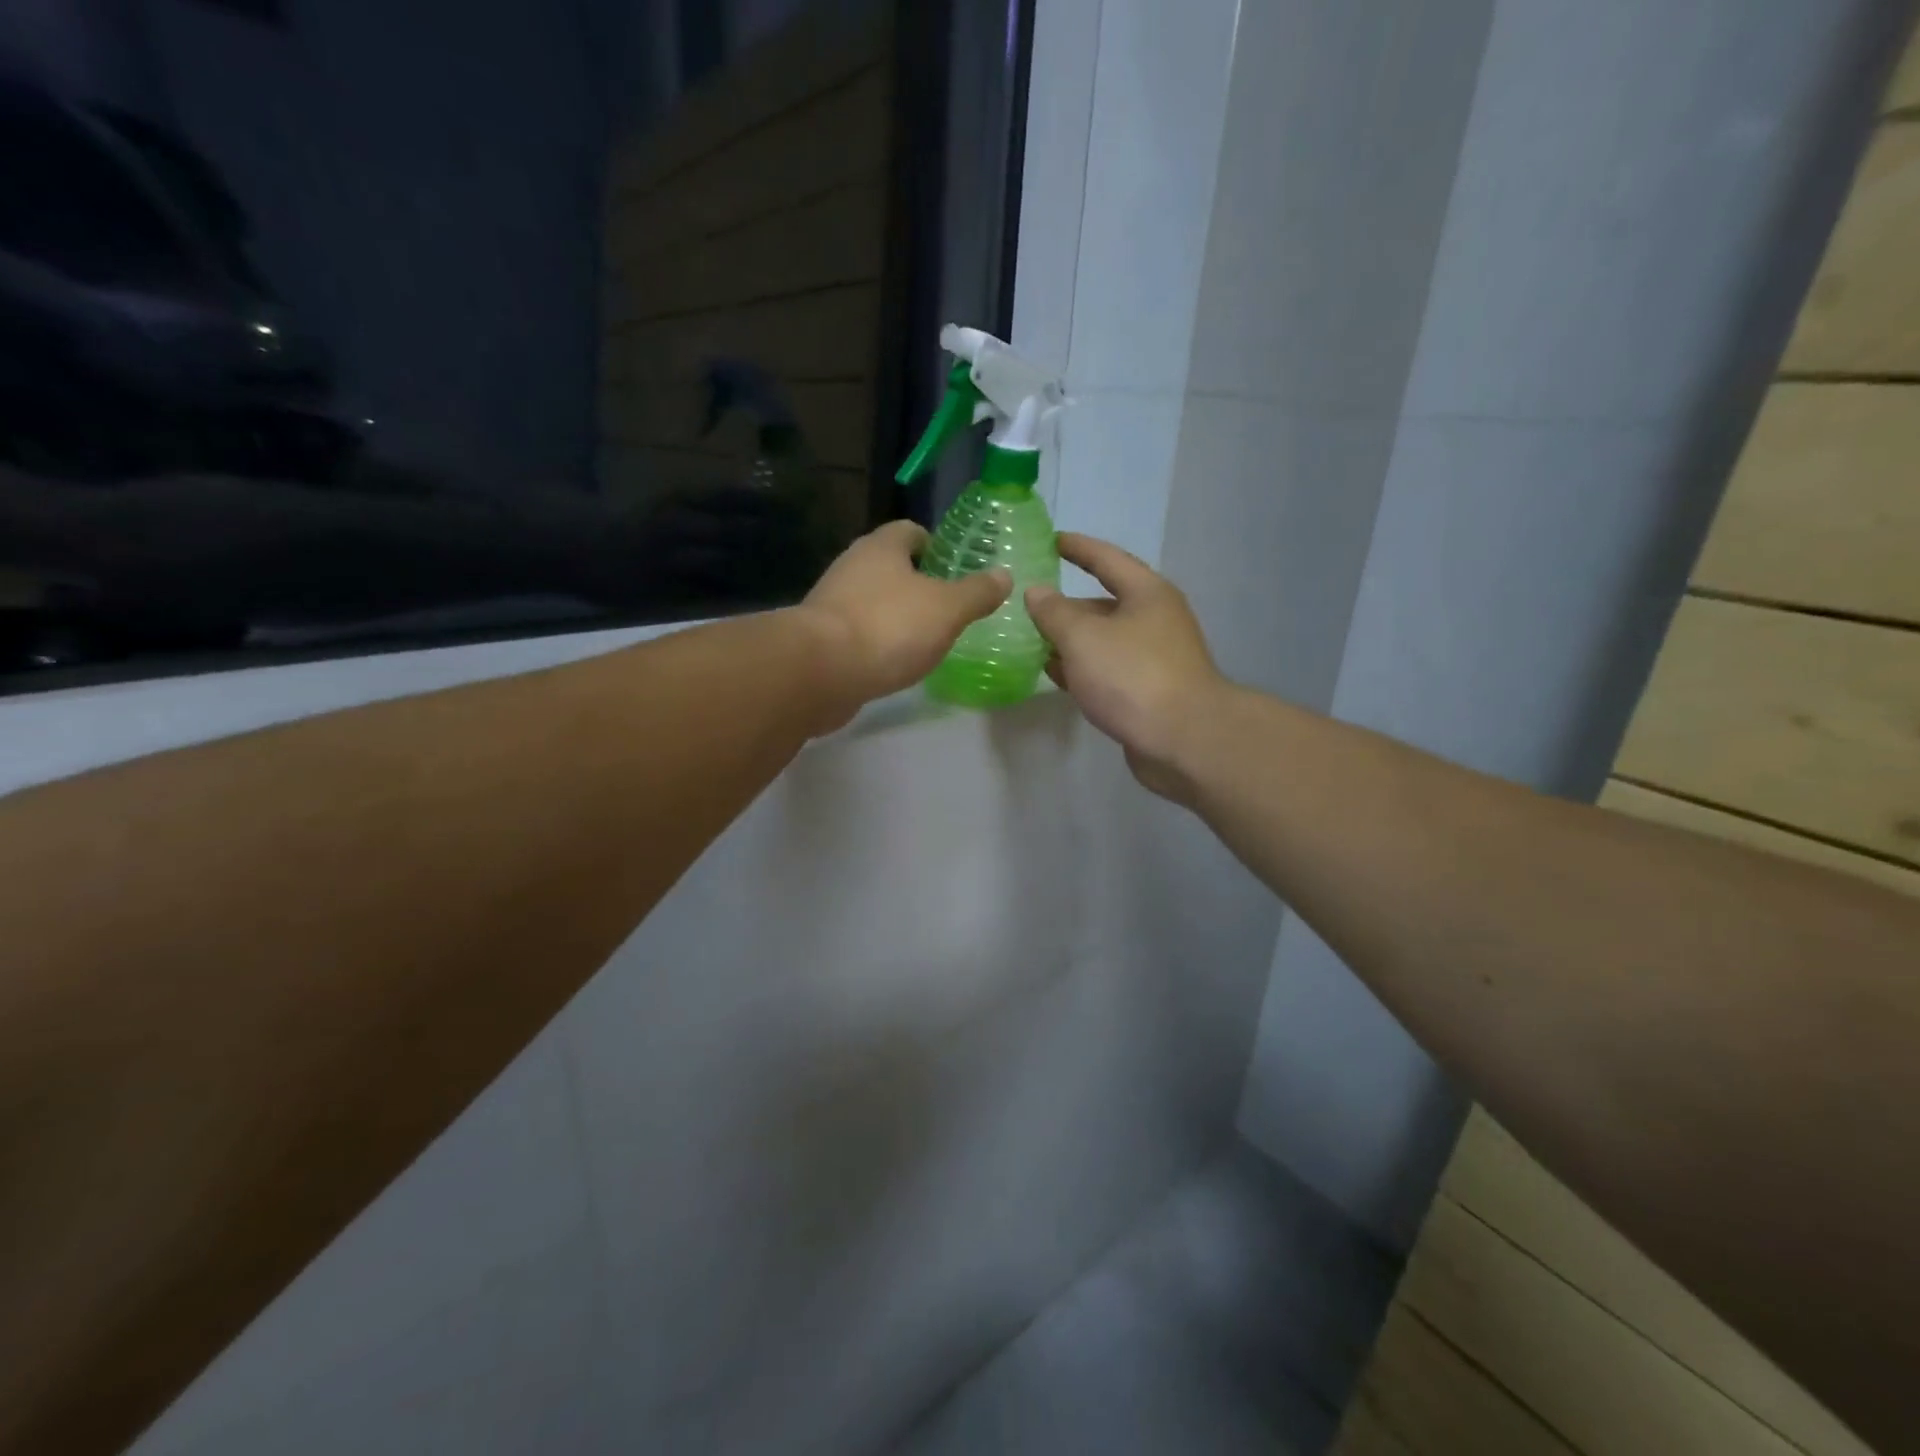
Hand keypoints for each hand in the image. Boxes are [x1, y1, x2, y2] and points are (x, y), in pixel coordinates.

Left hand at [796, 519, 1010, 724]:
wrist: (820, 672)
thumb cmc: (889, 627)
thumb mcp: (947, 609)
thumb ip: (977, 592)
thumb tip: (1003, 575)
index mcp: (881, 547)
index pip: (910, 531)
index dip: (935, 545)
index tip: (955, 569)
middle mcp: (852, 566)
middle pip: (890, 566)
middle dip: (917, 583)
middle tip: (948, 607)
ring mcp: (832, 603)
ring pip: (873, 600)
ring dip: (896, 615)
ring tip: (926, 638)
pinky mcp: (821, 639)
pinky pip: (858, 633)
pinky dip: (877, 643)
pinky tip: (894, 662)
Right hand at [1025, 533, 1228, 797]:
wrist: (1183, 740)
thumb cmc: (1133, 676)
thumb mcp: (1083, 638)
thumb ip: (1054, 612)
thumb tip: (1036, 592)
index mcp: (1147, 594)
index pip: (1107, 559)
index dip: (1078, 548)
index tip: (1051, 540)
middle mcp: (1154, 620)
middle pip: (1104, 603)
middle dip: (1066, 605)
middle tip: (1027, 604)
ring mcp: (1153, 658)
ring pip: (1103, 641)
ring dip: (1069, 640)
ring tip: (1030, 640)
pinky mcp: (1147, 691)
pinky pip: (1106, 670)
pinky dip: (1080, 668)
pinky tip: (1053, 674)